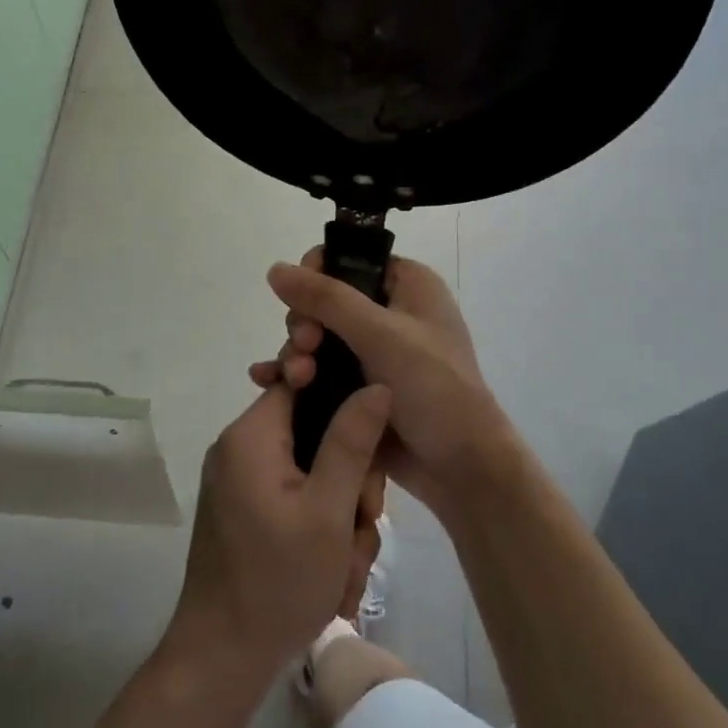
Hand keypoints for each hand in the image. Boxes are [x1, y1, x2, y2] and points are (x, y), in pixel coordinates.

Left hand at [169, 381, 391, 676]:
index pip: (303, 383)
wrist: (221, 657)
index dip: (345, 404)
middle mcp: (241, 448)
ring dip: (341, 517)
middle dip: (350, 481)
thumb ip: (352, 441)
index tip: (370, 451)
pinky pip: (296, 499)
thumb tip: (376, 384)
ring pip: (313, 474)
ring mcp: (241, 482)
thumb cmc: (278, 581)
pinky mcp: (246, 511)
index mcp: (252, 435)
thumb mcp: (329, 510)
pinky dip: (320, 531)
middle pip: (314, 434)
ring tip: (346, 567)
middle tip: (362, 525)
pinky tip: (333, 575)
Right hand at [250, 250, 526, 520]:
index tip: (303, 303)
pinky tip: (266, 382)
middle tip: (305, 348)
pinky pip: (319, 369)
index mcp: (407, 285)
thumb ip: (326, 299)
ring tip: (294, 379)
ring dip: (297, 353)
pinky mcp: (360, 387)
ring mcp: (374, 352)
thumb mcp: (380, 335)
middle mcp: (390, 312)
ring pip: (317, 337)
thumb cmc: (433, 388)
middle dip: (304, 324)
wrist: (461, 468)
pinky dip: (295, 373)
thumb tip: (275, 268)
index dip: (317, 275)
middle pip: (324, 301)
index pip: (348, 260)